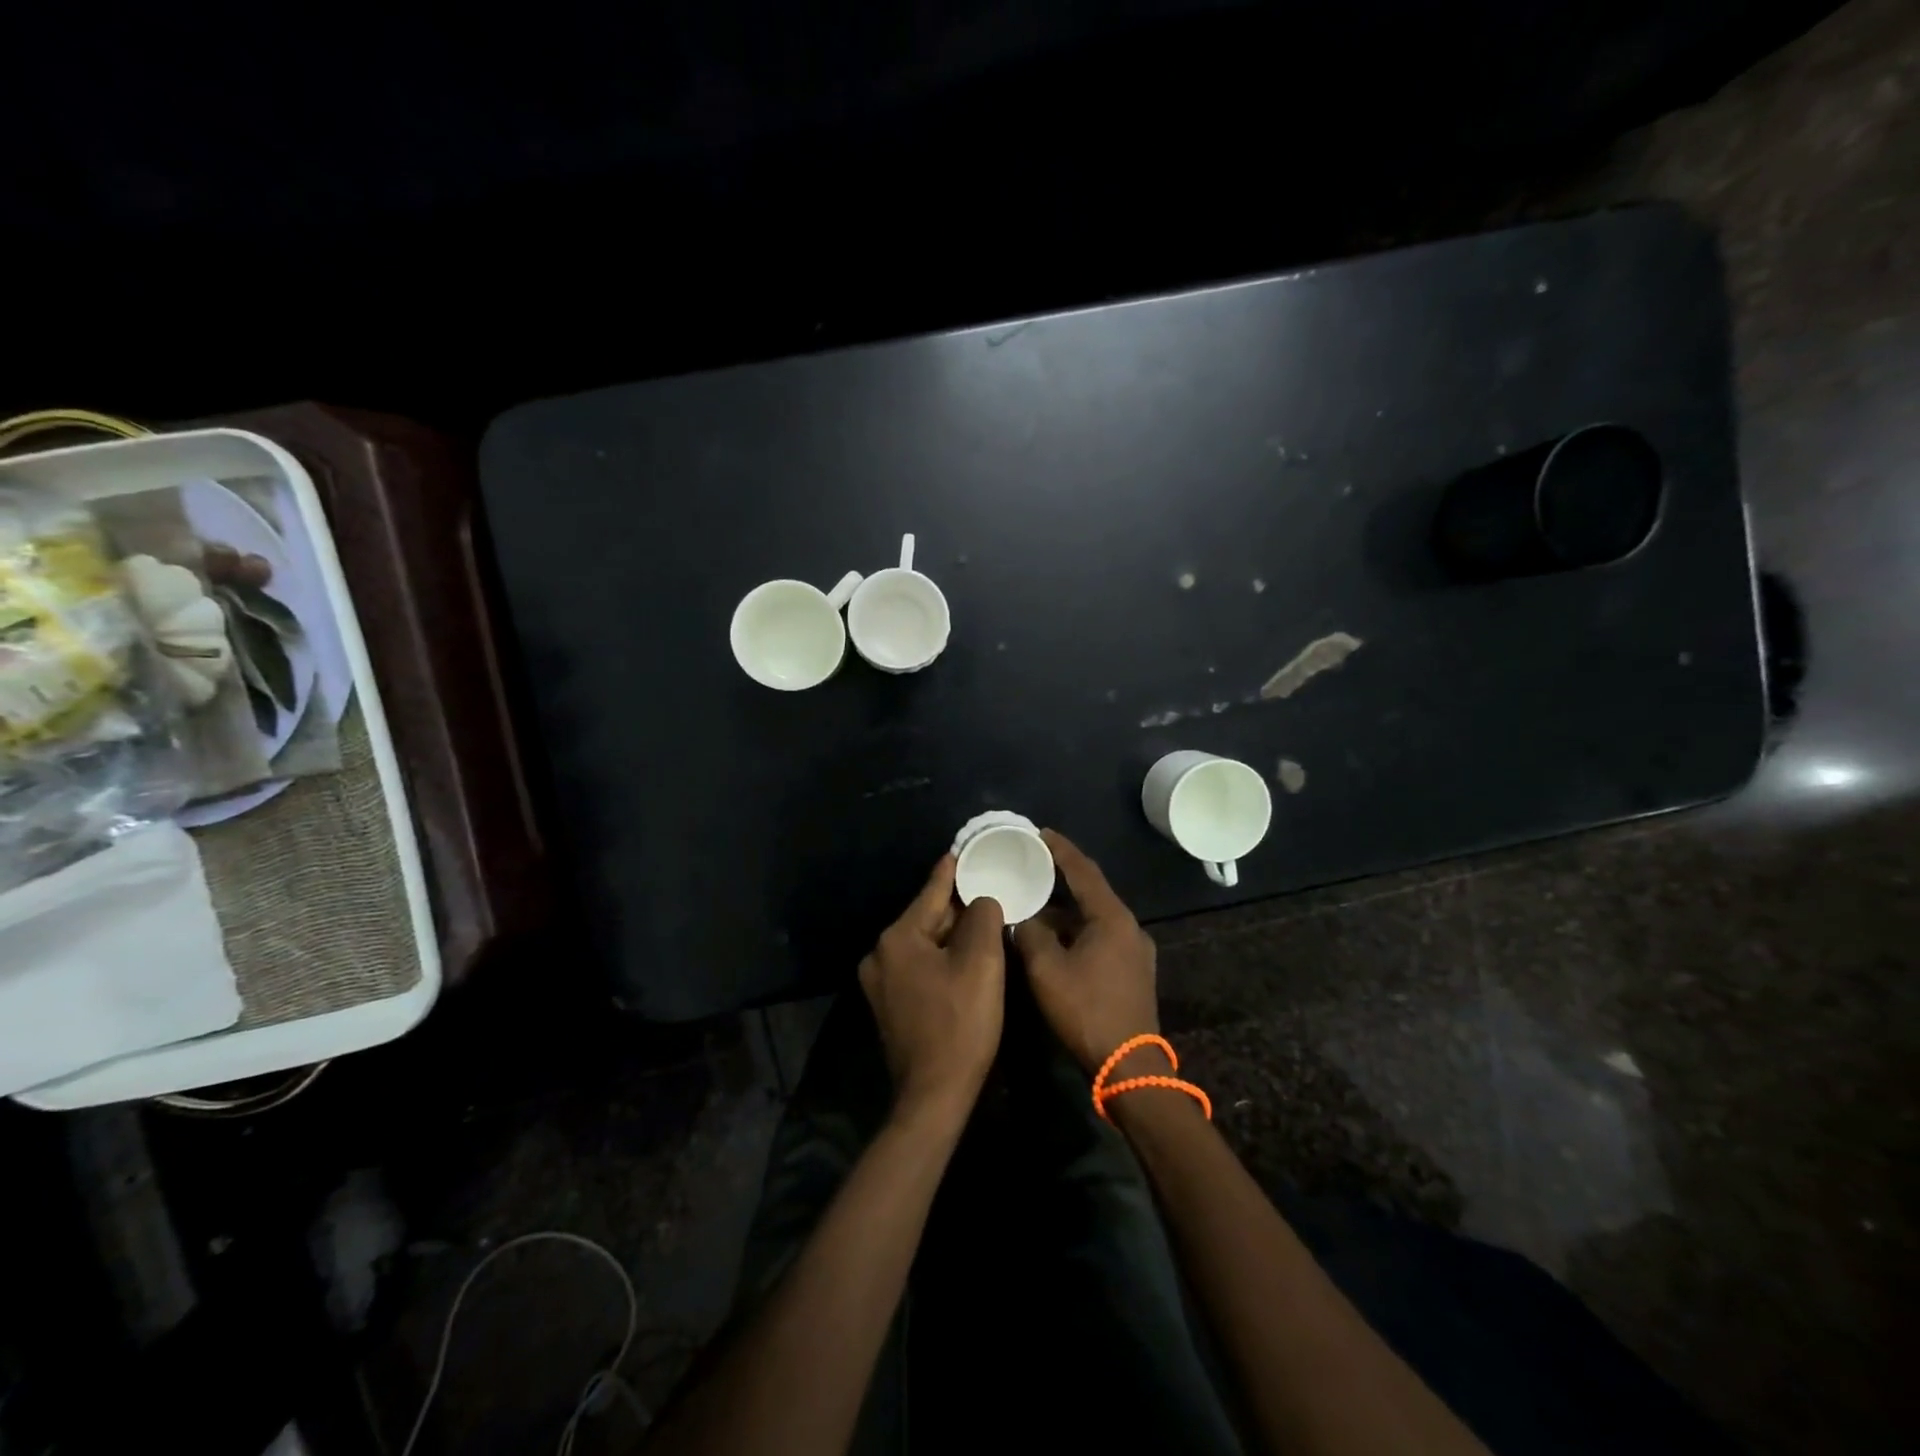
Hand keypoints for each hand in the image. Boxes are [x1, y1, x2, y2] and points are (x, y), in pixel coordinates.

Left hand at [858, 855, 1005, 1122]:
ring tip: (983, 924)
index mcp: (898, 937)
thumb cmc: (960, 1023)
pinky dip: (941, 959)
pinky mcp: (888, 1004)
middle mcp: (880, 954)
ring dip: (952, 936)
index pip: (931, 892)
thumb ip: (982, 916)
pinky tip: (964, 961)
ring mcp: (880, 982)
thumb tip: (981, 900)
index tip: (963, 849)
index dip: (952, 870)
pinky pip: (919, 966)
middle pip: (927, 918)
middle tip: (988, 893)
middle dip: (958, 909)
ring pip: (924, 944)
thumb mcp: (981, 962)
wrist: (934, 1095)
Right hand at [1013, 831, 1160, 1074]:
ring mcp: (1135, 950)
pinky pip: (1100, 936)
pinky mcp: (1133, 971)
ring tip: (1035, 904)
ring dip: (1066, 911)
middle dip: (1061, 878)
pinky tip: (1054, 939)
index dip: (1061, 849)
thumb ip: (1030, 934)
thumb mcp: (1047, 970)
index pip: (1083, 871)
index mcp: (1112, 918)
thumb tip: (1023, 918)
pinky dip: (1076, 930)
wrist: (1130, 1066)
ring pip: (1094, 918)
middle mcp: (1129, 927)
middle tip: (1032, 865)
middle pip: (1091, 892)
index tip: (1040, 832)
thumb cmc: (1087, 1011)